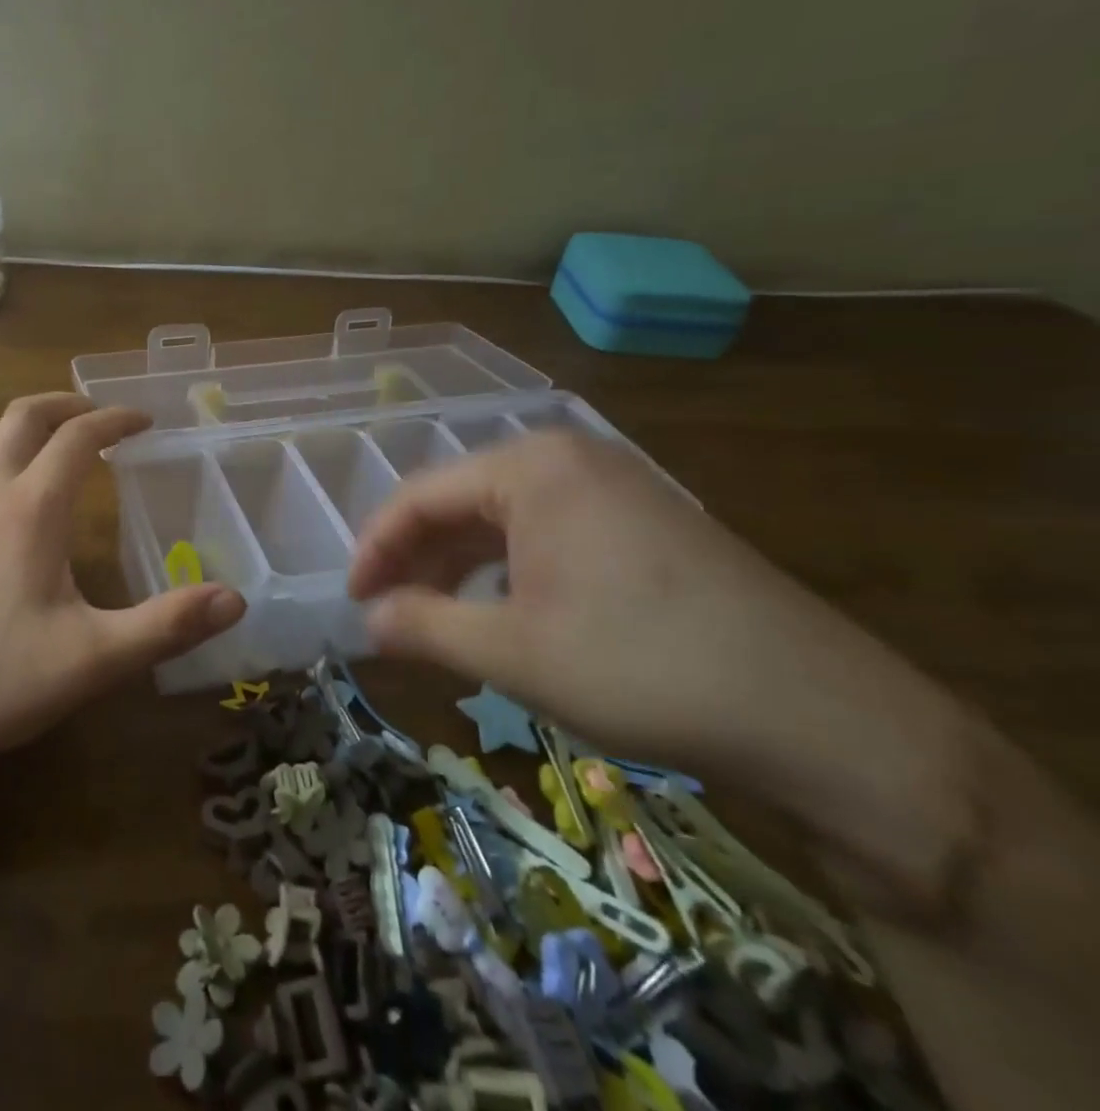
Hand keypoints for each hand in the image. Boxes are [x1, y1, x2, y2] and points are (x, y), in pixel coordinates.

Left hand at [0, 394, 245, 770]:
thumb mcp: (97, 657)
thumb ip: (168, 625)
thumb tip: (235, 600)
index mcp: (33, 509)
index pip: (78, 438)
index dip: (115, 420)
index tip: (146, 422)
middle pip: (22, 418)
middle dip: (64, 405)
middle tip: (98, 417)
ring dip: (15, 424)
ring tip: (45, 439)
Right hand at [348, 429, 936, 788]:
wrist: (825, 718)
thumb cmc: (643, 668)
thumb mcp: (512, 653)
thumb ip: (423, 627)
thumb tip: (367, 620)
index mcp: (531, 467)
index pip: (420, 496)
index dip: (375, 548)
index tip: (352, 599)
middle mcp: (569, 458)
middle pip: (460, 501)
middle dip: (416, 558)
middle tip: (387, 613)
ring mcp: (613, 486)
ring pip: (504, 518)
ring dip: (458, 566)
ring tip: (434, 618)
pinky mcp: (645, 521)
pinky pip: (548, 532)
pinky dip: (507, 569)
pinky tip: (501, 611)